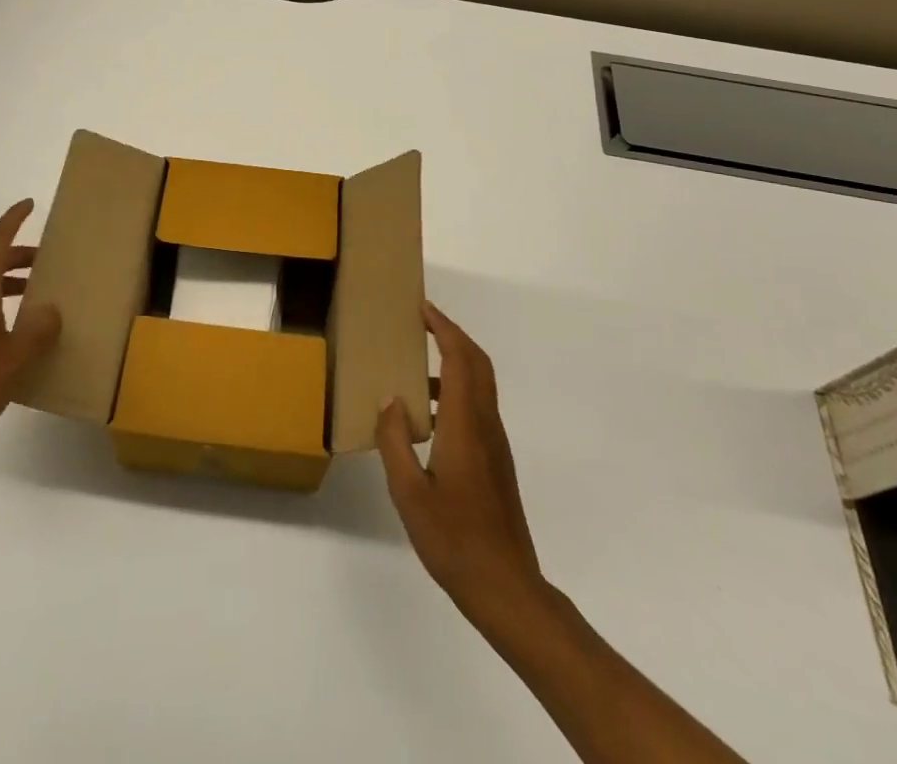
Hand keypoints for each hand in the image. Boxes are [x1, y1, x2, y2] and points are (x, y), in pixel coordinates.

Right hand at [378, 302, 542, 622]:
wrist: (506, 587)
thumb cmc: (454, 540)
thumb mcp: (409, 493)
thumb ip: (395, 441)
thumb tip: (390, 400)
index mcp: (465, 425)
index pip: (461, 358)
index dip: (444, 327)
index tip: (422, 309)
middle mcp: (486, 424)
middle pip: (478, 363)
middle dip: (452, 334)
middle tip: (422, 322)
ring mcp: (495, 443)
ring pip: (481, 383)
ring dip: (456, 360)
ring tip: (417, 364)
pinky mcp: (496, 460)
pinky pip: (478, 406)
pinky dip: (457, 388)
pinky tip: (427, 414)